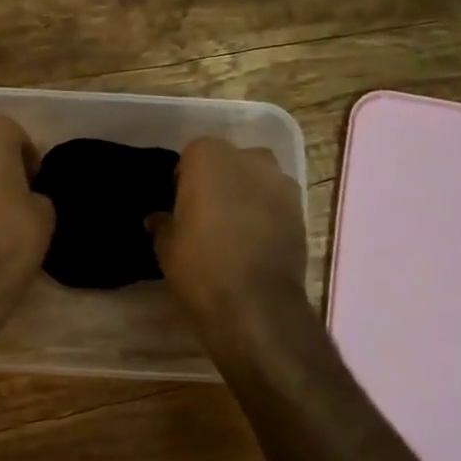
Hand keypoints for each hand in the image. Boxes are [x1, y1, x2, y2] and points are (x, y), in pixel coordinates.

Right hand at [151, 137, 306, 325]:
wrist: (256, 305)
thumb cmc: (200, 266)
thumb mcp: (166, 246)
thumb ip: (163, 224)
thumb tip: (159, 219)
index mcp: (209, 158)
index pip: (192, 155)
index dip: (185, 179)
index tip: (180, 204)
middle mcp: (249, 159)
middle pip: (229, 161)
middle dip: (219, 180)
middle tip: (206, 213)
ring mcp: (280, 183)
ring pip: (257, 179)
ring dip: (246, 194)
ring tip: (234, 227)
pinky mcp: (301, 210)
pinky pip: (276, 202)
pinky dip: (267, 213)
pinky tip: (255, 242)